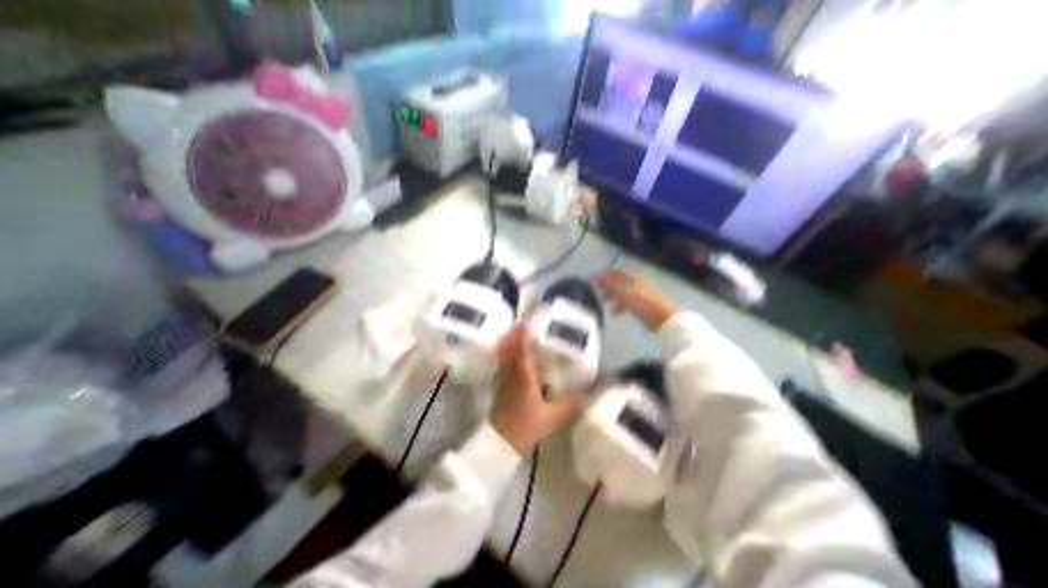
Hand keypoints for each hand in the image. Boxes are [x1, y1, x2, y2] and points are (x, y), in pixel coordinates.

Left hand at [490, 326, 585, 455]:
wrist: (501, 443)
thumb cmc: (526, 427)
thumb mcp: (552, 417)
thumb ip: (570, 405)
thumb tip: (588, 394)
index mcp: (524, 378)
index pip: (522, 351)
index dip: (523, 335)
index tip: (525, 321)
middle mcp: (511, 374)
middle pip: (509, 349)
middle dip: (513, 334)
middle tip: (520, 322)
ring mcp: (502, 380)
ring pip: (502, 355)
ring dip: (507, 342)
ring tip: (513, 332)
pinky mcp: (498, 387)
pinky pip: (500, 364)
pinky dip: (504, 354)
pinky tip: (508, 355)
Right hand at [599, 269, 680, 330]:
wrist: (665, 320)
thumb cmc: (643, 304)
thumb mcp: (624, 294)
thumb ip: (610, 285)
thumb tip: (596, 275)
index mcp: (633, 278)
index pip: (615, 273)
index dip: (604, 275)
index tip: (592, 280)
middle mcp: (637, 283)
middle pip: (619, 282)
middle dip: (607, 287)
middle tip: (596, 293)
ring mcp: (641, 294)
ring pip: (623, 292)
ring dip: (613, 297)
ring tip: (604, 304)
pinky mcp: (644, 304)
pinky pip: (628, 301)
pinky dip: (620, 305)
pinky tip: (615, 313)